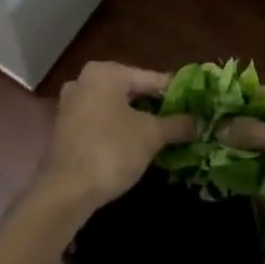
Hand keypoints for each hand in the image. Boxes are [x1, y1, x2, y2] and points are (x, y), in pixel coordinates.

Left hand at [39, 62, 195, 212]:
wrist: (66, 191)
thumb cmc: (111, 151)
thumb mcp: (151, 136)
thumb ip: (177, 124)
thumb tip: (199, 122)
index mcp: (105, 73)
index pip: (151, 78)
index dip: (176, 93)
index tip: (196, 106)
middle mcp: (84, 80)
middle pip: (132, 90)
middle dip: (156, 107)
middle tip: (182, 122)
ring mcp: (71, 103)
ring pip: (116, 107)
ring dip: (138, 120)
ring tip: (164, 135)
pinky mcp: (65, 127)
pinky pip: (101, 120)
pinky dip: (119, 129)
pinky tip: (136, 145)